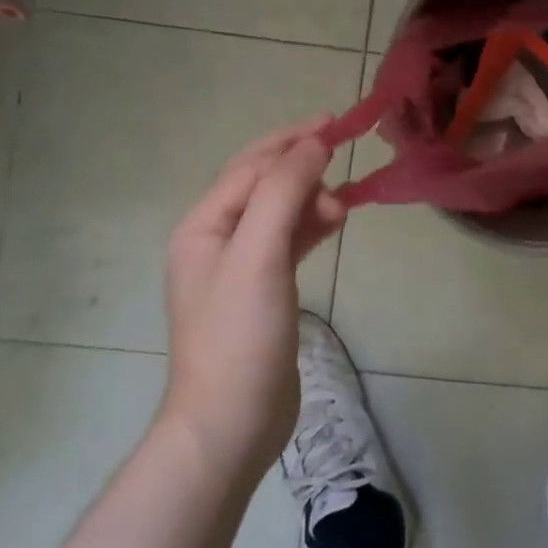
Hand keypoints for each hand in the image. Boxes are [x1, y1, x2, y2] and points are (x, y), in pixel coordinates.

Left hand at [160, 118, 346, 469]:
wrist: (231, 422)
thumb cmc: (240, 334)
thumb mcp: (259, 254)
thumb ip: (283, 193)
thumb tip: (312, 145)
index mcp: (203, 225)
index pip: (251, 165)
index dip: (292, 141)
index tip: (336, 125)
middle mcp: (216, 239)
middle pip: (263, 184)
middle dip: (302, 168)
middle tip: (344, 166)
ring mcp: (238, 267)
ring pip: (279, 212)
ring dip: (310, 198)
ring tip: (343, 206)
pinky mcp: (262, 291)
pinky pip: (288, 240)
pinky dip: (311, 226)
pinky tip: (334, 223)